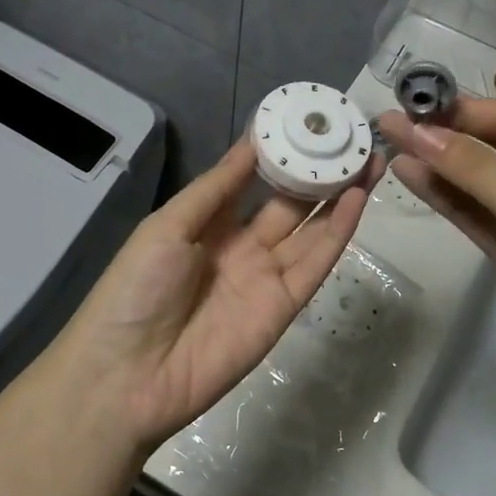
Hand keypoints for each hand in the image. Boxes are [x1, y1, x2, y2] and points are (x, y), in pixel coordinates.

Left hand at [48, 138, 377, 453]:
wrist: (129, 374)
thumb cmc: (136, 289)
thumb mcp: (167, 226)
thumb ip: (215, 188)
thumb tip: (251, 143)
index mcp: (207, 224)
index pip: (251, 180)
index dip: (279, 153)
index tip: (307, 120)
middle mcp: (241, 246)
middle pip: (289, 203)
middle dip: (319, 172)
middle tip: (350, 138)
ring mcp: (265, 277)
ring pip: (310, 229)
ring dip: (339, 196)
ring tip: (367, 159)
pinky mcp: (284, 307)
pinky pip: (315, 264)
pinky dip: (337, 232)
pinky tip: (356, 200)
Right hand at [379, 99, 495, 399]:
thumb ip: (477, 170)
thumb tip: (419, 133)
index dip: (468, 111)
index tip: (416, 102)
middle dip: (448, 138)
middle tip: (393, 122)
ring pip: (484, 184)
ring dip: (441, 167)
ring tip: (390, 144)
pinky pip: (481, 216)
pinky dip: (449, 199)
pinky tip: (412, 177)